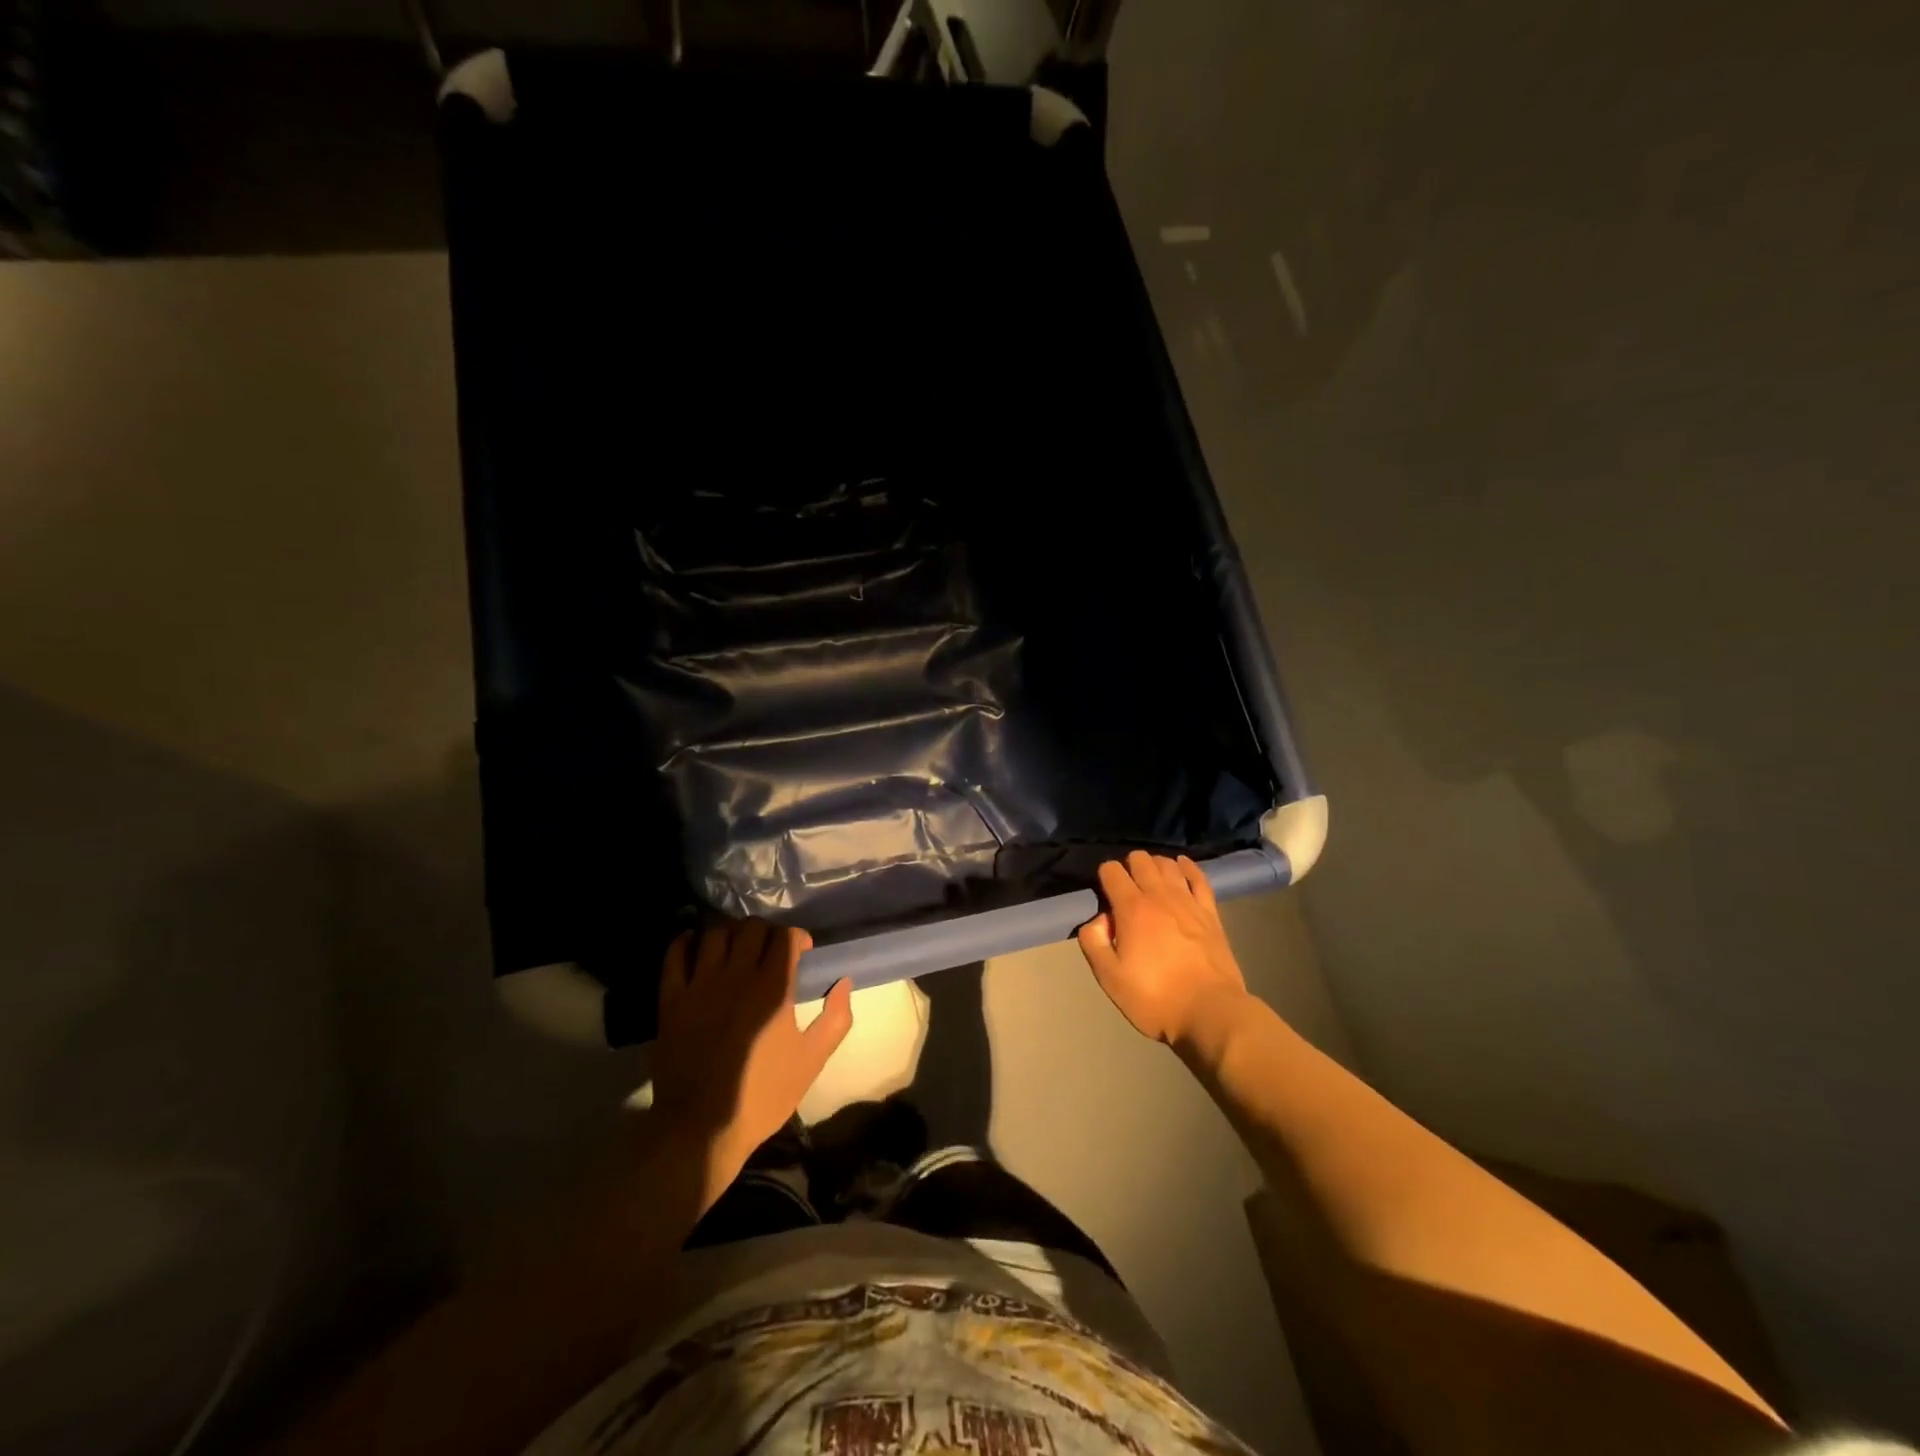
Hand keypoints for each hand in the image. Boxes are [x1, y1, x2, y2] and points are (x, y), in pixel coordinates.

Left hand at [649, 920, 853, 1182]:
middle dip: (765, 932)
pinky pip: (676, 954)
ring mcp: (700, 984)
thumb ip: (836, 1018)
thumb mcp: (812, 1061)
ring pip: (715, 933)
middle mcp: (737, 975)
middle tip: (769, 951)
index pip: (786, 936)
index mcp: (773, 987)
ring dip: (729, 933)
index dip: (797, 938)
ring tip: (735, 949)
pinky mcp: (672, 998)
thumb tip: (844, 982)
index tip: (801, 953)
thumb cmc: (762, 1095)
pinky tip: (696, 948)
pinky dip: (687, 942)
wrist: (701, 1128)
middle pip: (751, 927)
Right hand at [1076, 851, 1248, 1047]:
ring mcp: (1188, 901)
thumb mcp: (1110, 978)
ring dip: (1155, 865)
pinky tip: (1181, 866)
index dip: (1104, 876)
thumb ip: (1094, 942)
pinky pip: (1198, 877)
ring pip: (1168, 864)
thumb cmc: (1155, 998)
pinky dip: (1187, 867)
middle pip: (1140, 860)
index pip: (1112, 871)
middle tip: (1125, 889)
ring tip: (1150, 880)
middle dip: (1128, 866)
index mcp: (1132, 909)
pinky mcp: (1210, 912)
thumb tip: (1098, 920)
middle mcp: (1159, 895)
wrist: (1211, 1012)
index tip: (1103, 894)